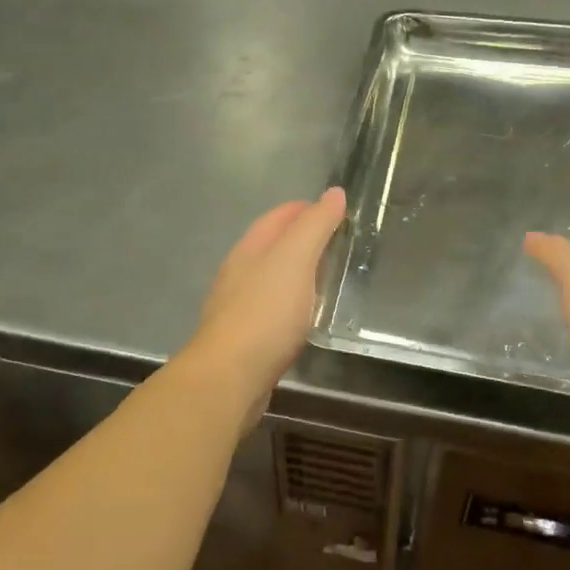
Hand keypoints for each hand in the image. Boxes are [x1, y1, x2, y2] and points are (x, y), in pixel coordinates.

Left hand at [181, 188, 346, 413]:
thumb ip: (315, 226)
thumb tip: (334, 192)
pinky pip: (272, 310)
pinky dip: (291, 304)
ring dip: (297, 274)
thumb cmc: (266, 312)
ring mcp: (238, 307)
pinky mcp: (244, 338)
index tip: (337, 212)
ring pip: (271, 279)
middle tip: (340, 245)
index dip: (306, 209)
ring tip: (328, 279)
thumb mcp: (296, 259)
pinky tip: (305, 318)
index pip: (278, 216)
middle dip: (302, 240)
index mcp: (250, 249)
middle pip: (272, 246)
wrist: (230, 376)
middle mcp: (239, 272)